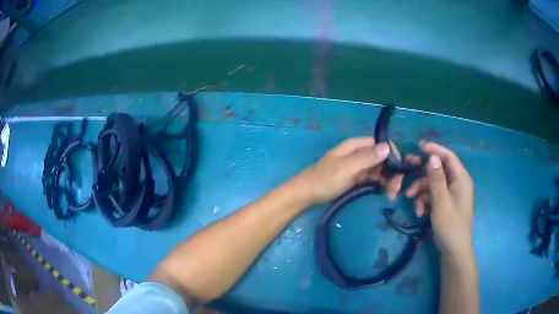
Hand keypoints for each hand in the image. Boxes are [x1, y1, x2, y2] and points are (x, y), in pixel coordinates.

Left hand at [295, 137, 402, 204]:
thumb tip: (387, 147)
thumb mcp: (346, 168)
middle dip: (391, 171)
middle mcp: (358, 152)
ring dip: (387, 179)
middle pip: (382, 157)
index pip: (380, 144)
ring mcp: (357, 165)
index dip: (392, 155)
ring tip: (391, 194)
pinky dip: (380, 184)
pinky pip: (372, 177)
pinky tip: (385, 193)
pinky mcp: (356, 177)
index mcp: (355, 145)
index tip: (400, 171)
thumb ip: (367, 157)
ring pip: (379, 168)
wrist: (307, 193)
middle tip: (396, 189)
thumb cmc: (325, 179)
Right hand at [405, 142, 473, 256]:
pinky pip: (434, 195)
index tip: (418, 147)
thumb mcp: (441, 203)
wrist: (453, 251)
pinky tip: (419, 212)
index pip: (448, 156)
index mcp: (461, 179)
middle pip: (439, 170)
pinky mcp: (446, 204)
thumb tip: (432, 157)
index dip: (434, 150)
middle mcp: (457, 183)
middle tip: (406, 173)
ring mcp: (452, 194)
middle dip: (422, 174)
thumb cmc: (450, 226)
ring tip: (410, 200)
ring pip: (433, 184)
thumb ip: (437, 179)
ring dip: (421, 190)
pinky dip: (425, 201)